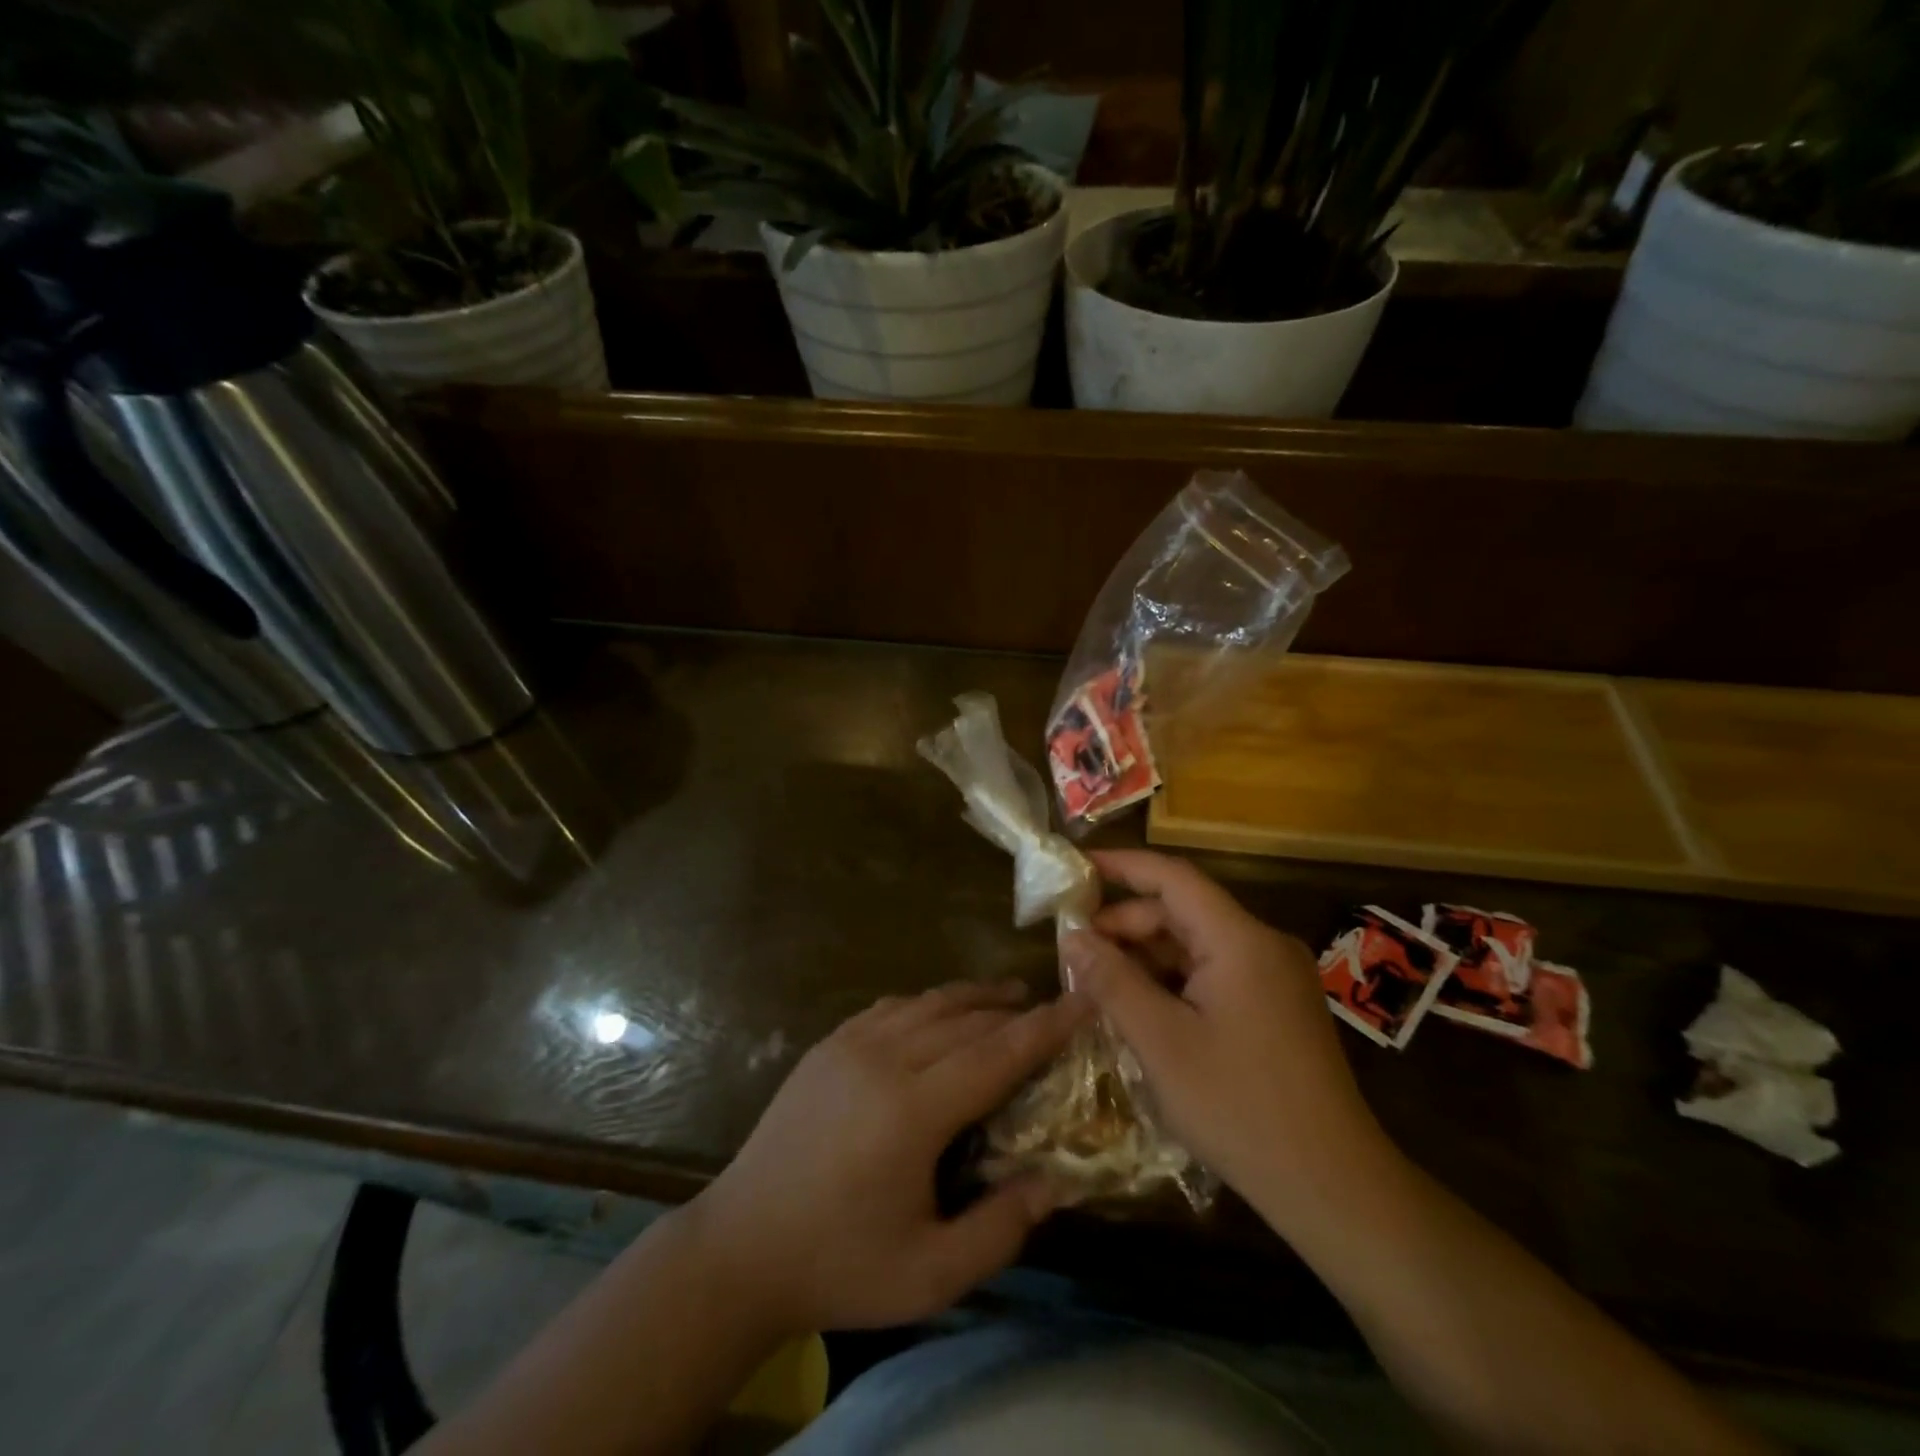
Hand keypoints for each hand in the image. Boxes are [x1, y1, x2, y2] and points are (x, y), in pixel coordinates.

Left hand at [684, 982, 1087, 1336]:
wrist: (740, 1248)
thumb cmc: (840, 1265)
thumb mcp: (930, 1273)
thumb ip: (1000, 1228)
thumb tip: (1055, 1181)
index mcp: (912, 1110)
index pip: (996, 1053)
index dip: (1045, 1026)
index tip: (1082, 1000)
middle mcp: (883, 1060)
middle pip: (966, 1020)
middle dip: (1014, 1010)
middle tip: (1051, 1007)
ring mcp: (849, 1045)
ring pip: (927, 1003)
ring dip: (973, 997)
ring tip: (1008, 997)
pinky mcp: (826, 1045)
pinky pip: (890, 1008)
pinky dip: (927, 1003)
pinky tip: (939, 1013)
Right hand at [1063, 850, 1388, 1229]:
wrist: (1334, 1187)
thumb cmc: (1240, 1107)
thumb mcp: (1161, 1042)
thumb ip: (1113, 981)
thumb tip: (1072, 937)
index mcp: (1240, 940)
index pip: (1173, 877)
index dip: (1123, 865)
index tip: (1077, 867)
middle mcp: (1262, 945)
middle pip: (1182, 912)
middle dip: (1125, 925)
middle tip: (1075, 952)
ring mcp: (1275, 977)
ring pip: (1196, 945)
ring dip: (1146, 957)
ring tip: (1099, 984)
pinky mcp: (1278, 1007)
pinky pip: (1214, 973)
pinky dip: (1173, 981)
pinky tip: (1142, 1009)